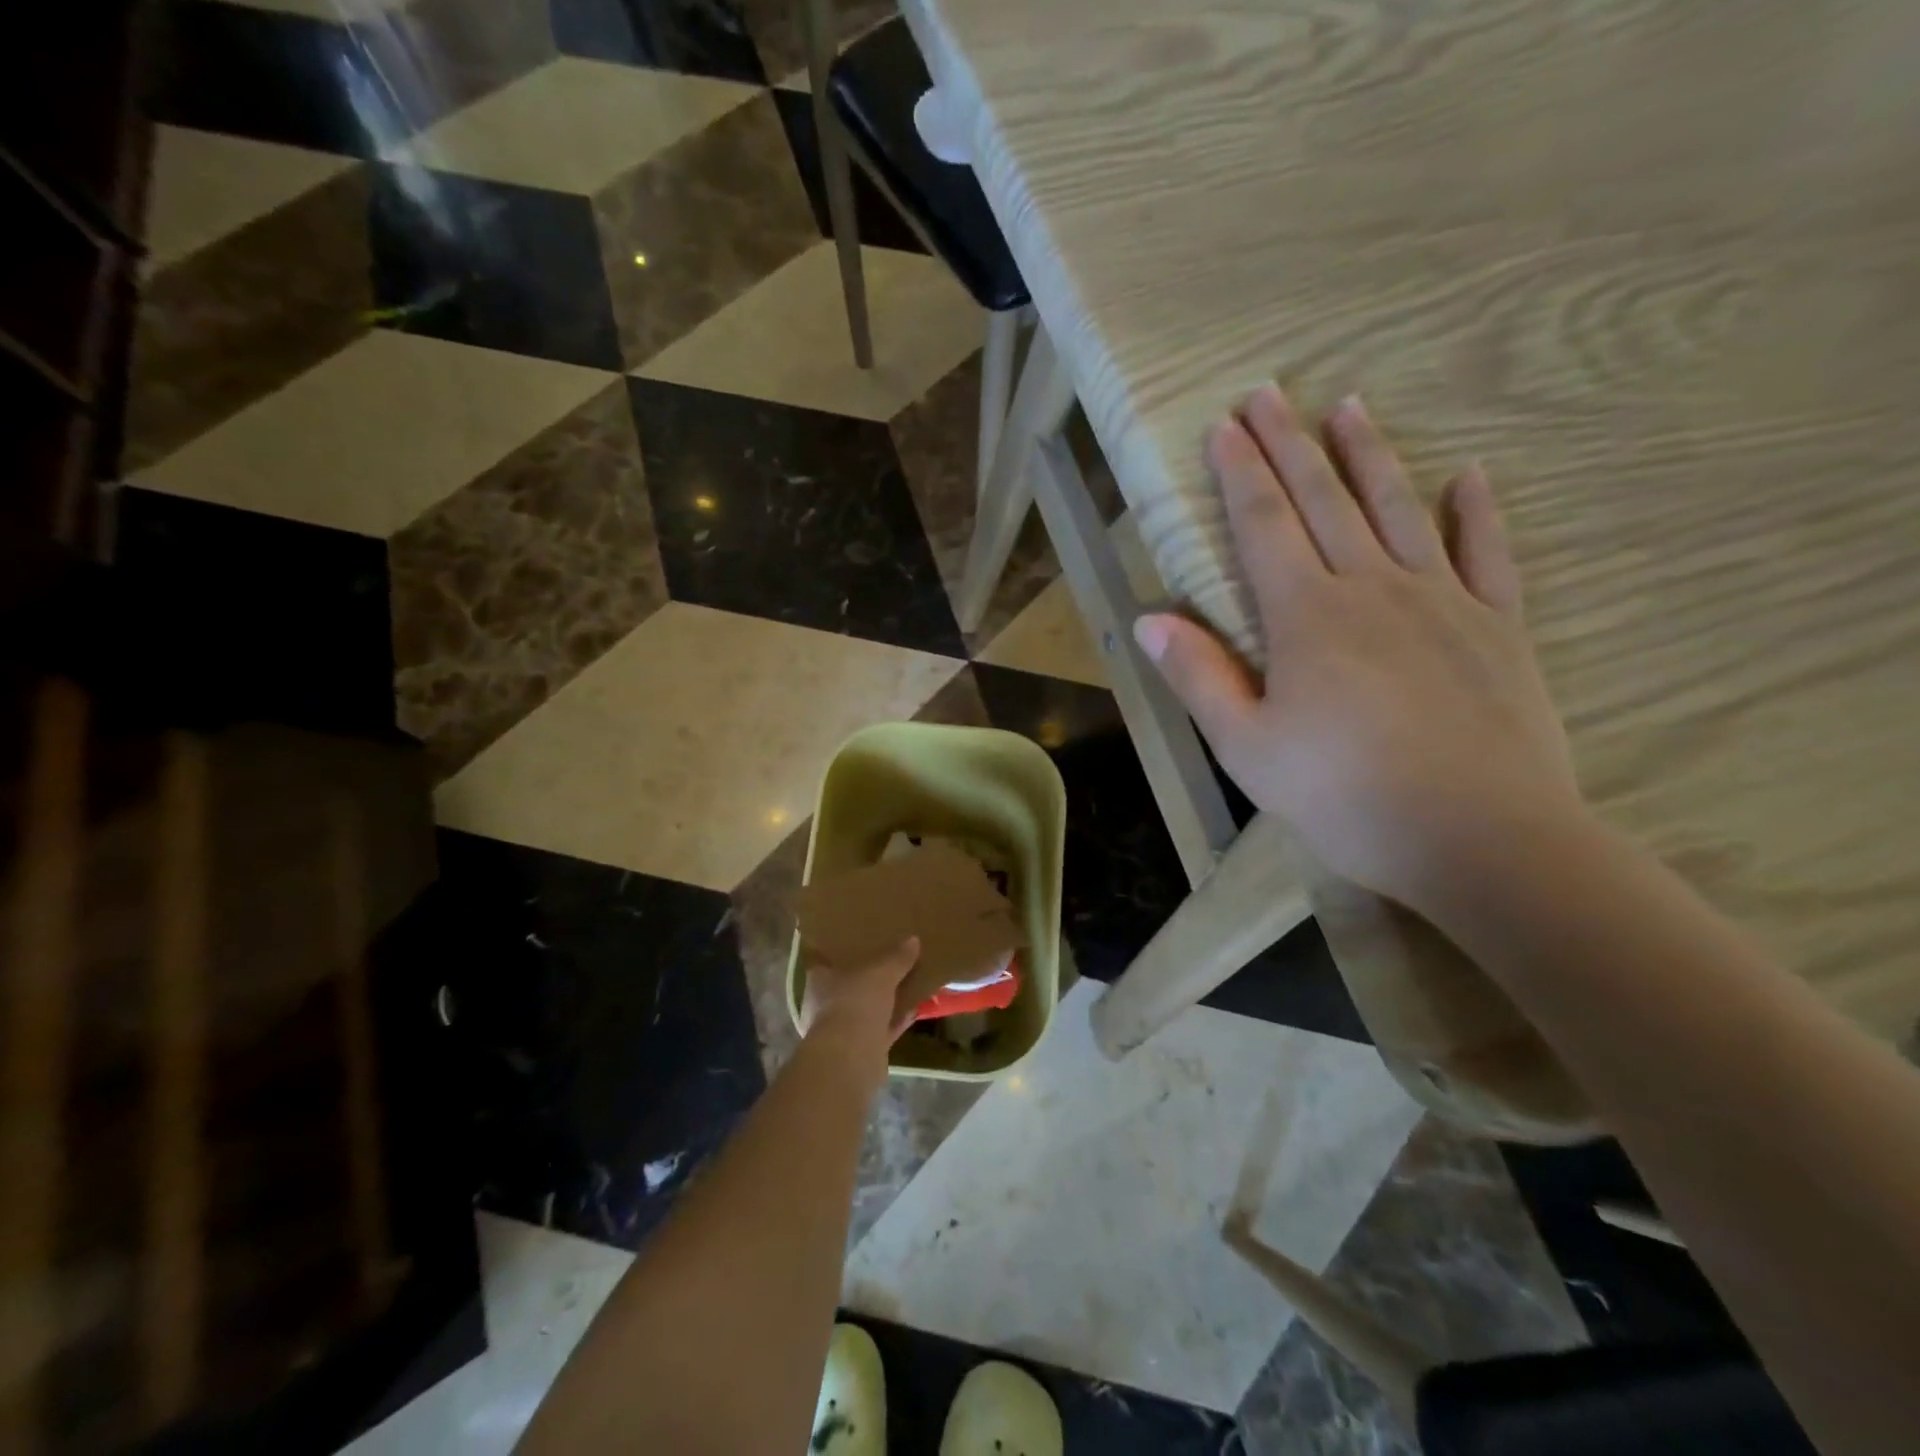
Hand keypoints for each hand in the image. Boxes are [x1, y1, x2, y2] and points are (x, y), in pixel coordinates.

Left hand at [799, 937, 920, 1066]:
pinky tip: (915, 1010)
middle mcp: (825, 1005)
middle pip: (850, 987)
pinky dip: (896, 1021)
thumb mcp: (881, 972)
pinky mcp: (859, 1051)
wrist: (851, 1058)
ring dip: (885, 1002)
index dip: (846, 953)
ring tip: (908, 984)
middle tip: (891, 963)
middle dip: (869, 979)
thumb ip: (896, 957)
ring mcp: (841, 1030)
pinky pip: (881, 1029)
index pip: (829, 961)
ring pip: (866, 1010)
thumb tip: (913, 940)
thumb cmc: (855, 1003)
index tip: (864, 944)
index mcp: (820, 981)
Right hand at [1134, 386, 1584, 909]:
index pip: (1263, 525)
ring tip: (1348, 408)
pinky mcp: (1498, 627)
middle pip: (1324, 500)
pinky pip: (1486, 553)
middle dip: (1290, 444)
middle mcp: (1372, 588)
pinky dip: (1476, 511)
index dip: (1239, 472)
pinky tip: (1468, 475)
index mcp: (1306, 616)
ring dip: (1369, 455)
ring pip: (1398, 509)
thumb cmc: (1343, 796)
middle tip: (1269, 392)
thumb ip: (1199, 677)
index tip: (1224, 425)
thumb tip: (1149, 620)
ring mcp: (1442, 600)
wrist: (1479, 838)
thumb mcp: (1246, 747)